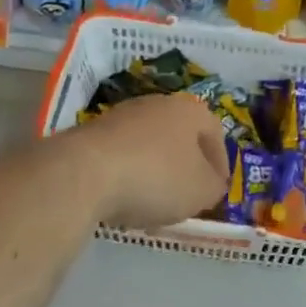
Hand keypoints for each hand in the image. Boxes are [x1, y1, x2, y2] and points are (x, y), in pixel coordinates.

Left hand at [70, 93, 230, 230]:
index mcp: (190, 110)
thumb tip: (210, 183)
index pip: (215, 133)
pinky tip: (124, 199)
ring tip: (154, 202)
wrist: (86, 172)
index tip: (217, 188)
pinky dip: (128, 175)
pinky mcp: (93, 133)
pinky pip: (122, 155)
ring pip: (150, 145)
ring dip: (156, 171)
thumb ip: (214, 187)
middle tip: (188, 195)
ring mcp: (122, 115)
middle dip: (186, 166)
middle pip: (180, 136)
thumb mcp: (201, 191)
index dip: (220, 163)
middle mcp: (158, 104)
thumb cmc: (157, 177)